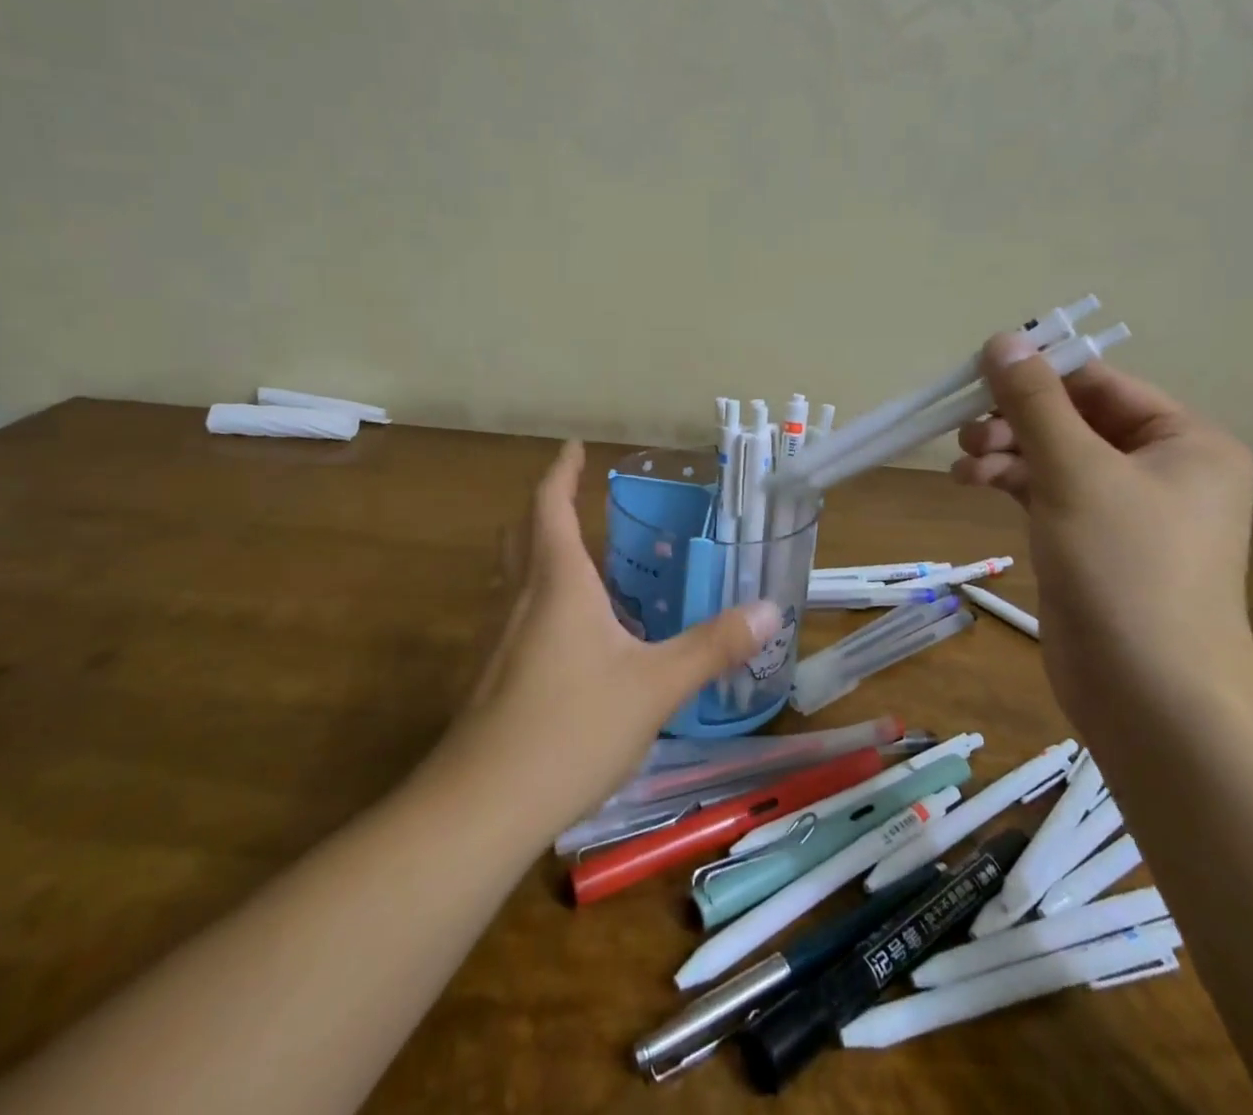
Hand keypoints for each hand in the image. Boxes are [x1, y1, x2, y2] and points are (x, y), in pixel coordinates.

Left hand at [442, 441, 780, 835]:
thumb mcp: (656, 686)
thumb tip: (769, 609)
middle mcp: (518, 598)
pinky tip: (561, 637)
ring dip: (534, 554)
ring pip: (510, 575)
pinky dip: (532, 600)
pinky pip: (508, 615)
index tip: (573, 447)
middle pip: (521, 533)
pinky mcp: (485, 676)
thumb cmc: (573, 726)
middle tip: (574, 500)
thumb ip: (713, 645)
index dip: (562, 472)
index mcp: (557, 582)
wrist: (482, 805)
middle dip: (544, 508)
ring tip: (575, 562)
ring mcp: (493, 638)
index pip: (551, 505)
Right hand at [950, 334, 1252, 731]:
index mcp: (1185, 440)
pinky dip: (1010, 482)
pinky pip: (1047, 491)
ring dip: (1006, 452)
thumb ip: (1034, 402)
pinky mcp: (1092, 542)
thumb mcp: (1074, 472)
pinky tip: (971, 482)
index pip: (1099, 384)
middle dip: (1015, 421)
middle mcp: (1162, 467)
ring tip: (965, 465)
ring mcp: (1126, 508)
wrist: (1150, 694)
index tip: (976, 376)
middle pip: (1073, 419)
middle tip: (967, 432)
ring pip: (1054, 455)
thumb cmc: (1125, 568)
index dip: (1037, 374)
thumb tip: (1002, 339)